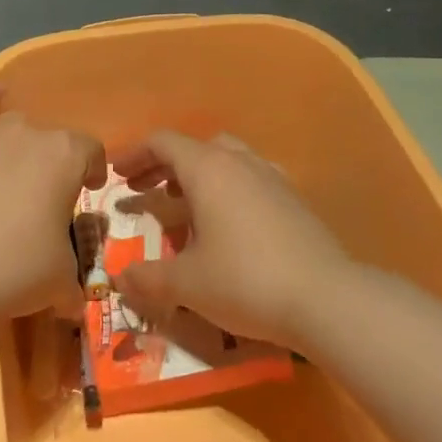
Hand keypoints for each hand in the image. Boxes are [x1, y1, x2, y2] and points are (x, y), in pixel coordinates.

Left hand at [0, 82, 105, 318]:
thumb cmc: (15, 270)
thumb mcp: (62, 280)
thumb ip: (74, 277)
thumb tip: (73, 299)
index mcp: (66, 157)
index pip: (91, 151)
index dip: (94, 171)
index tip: (88, 191)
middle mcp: (31, 133)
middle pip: (52, 140)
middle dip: (54, 164)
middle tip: (43, 198)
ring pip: (15, 125)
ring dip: (22, 143)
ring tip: (13, 171)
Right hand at [111, 131, 350, 350]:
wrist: (326, 299)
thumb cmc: (245, 281)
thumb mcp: (187, 284)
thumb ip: (148, 278)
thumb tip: (120, 279)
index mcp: (208, 169)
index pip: (163, 142)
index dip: (134, 154)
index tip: (115, 174)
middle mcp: (240, 163)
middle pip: (194, 148)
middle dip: (164, 166)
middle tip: (144, 190)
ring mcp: (271, 178)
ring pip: (226, 161)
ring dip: (198, 177)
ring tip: (183, 207)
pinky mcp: (293, 200)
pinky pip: (250, 181)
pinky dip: (228, 191)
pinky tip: (227, 224)